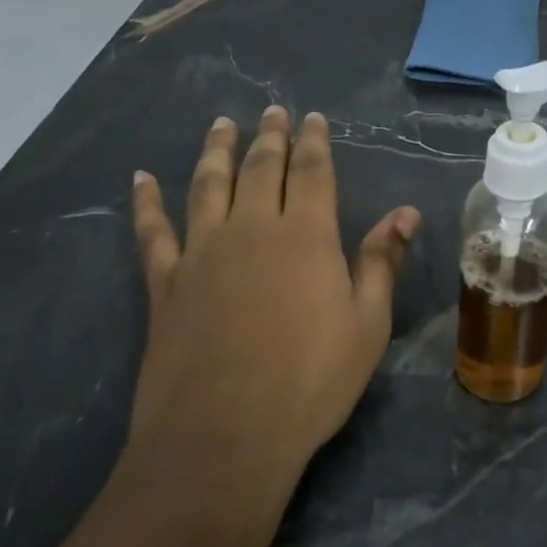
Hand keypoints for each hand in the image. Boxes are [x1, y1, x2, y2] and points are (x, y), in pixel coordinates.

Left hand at [122, 106, 419, 498]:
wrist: (226, 434)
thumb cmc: (312, 380)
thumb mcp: (366, 324)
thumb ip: (381, 262)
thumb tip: (405, 213)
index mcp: (307, 236)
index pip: (312, 171)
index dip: (313, 141)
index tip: (312, 117)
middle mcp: (252, 228)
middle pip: (260, 168)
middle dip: (269, 136)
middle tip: (271, 112)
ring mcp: (202, 252)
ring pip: (208, 185)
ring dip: (215, 151)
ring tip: (220, 126)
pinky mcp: (165, 282)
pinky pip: (153, 230)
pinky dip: (146, 202)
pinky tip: (141, 180)